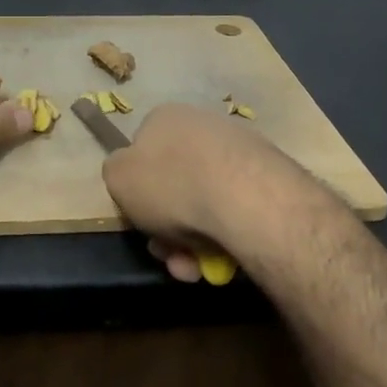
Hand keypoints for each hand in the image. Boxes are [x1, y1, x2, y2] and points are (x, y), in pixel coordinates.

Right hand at [101, 104, 341, 282]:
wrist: (244, 198)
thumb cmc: (170, 184)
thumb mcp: (117, 177)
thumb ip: (117, 172)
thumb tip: (130, 174)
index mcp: (166, 118)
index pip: (143, 151)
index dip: (138, 190)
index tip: (140, 220)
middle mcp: (203, 126)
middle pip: (175, 184)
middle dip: (167, 226)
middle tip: (168, 255)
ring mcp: (240, 151)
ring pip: (205, 204)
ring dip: (193, 241)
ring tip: (195, 268)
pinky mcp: (269, 178)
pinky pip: (235, 211)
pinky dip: (224, 238)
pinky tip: (223, 260)